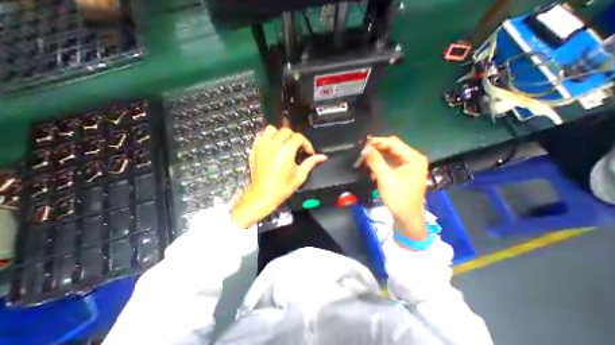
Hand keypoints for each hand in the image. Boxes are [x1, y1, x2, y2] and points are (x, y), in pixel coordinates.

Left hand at [231, 127, 326, 228]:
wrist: (263, 195)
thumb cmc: (282, 187)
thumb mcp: (300, 175)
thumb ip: (311, 162)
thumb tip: (322, 157)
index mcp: (286, 151)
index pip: (299, 137)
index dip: (306, 144)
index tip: (308, 152)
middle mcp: (273, 146)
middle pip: (286, 131)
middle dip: (294, 138)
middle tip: (297, 148)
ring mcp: (262, 147)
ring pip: (271, 129)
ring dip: (279, 134)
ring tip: (284, 144)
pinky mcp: (255, 150)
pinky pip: (261, 136)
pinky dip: (268, 138)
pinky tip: (273, 147)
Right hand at [365, 134, 428, 238]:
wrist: (406, 217)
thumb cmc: (398, 197)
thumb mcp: (385, 178)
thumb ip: (375, 161)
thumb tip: (365, 148)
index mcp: (413, 158)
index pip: (393, 143)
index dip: (377, 141)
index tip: (363, 144)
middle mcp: (413, 158)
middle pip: (392, 147)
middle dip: (377, 148)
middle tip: (363, 151)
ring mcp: (409, 165)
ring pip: (390, 154)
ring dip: (378, 156)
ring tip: (365, 159)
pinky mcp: (404, 172)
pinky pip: (391, 162)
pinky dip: (381, 163)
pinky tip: (372, 169)